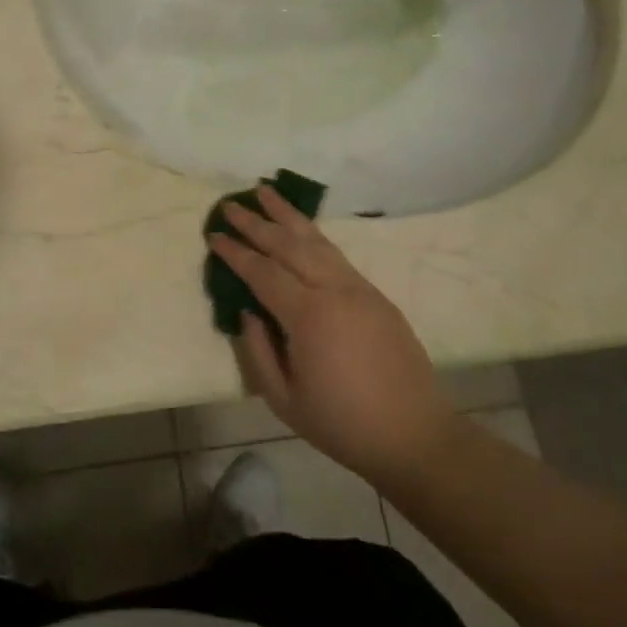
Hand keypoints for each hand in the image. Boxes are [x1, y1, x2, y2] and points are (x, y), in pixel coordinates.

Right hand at [207, 185, 454, 485]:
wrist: (413, 435)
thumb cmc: (341, 423)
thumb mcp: (283, 399)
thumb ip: (257, 350)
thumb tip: (247, 311)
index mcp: (309, 316)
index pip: (263, 272)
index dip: (235, 252)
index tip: (213, 235)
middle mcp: (334, 290)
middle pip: (288, 245)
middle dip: (256, 222)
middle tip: (230, 204)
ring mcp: (358, 288)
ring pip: (316, 240)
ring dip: (287, 215)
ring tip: (265, 191)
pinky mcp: (374, 294)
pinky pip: (336, 254)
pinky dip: (313, 234)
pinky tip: (301, 228)